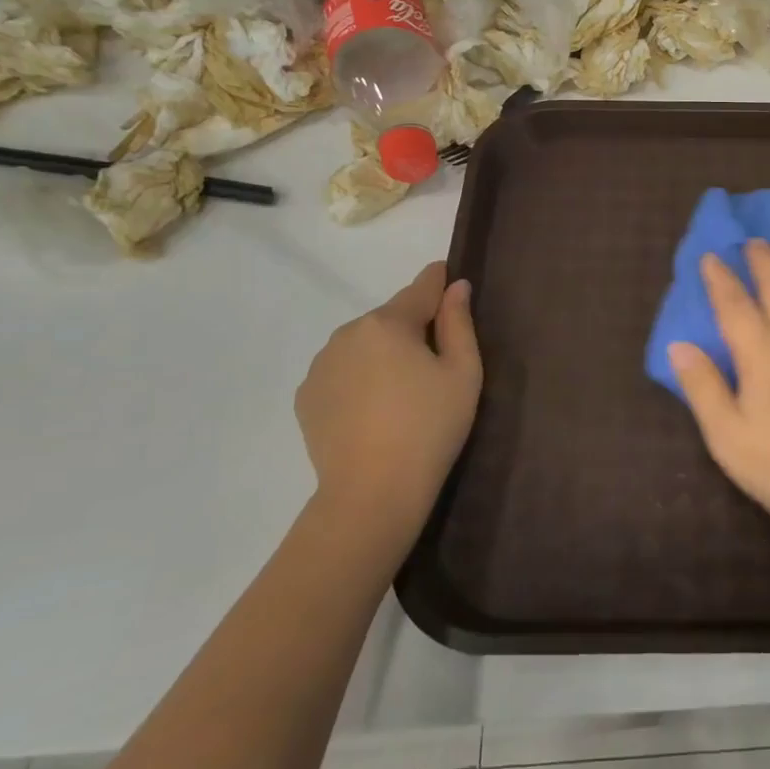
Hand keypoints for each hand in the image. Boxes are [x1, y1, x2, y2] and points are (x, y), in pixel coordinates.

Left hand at [295, 262, 480, 544]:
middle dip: (411, 330)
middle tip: (435, 366)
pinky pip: (341, 374)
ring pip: (363, 346)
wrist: (373, 492)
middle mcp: (347, 333)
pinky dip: (359, 380)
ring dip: (382, 355)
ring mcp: (320, 366)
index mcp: (388, 323)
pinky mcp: (306, 397)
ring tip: (402, 395)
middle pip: (390, 320)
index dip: (438, 281)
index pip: (420, 288)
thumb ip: (460, 324)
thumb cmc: (430, 427)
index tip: (449, 276)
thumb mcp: (463, 373)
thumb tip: (456, 287)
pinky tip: (374, 412)